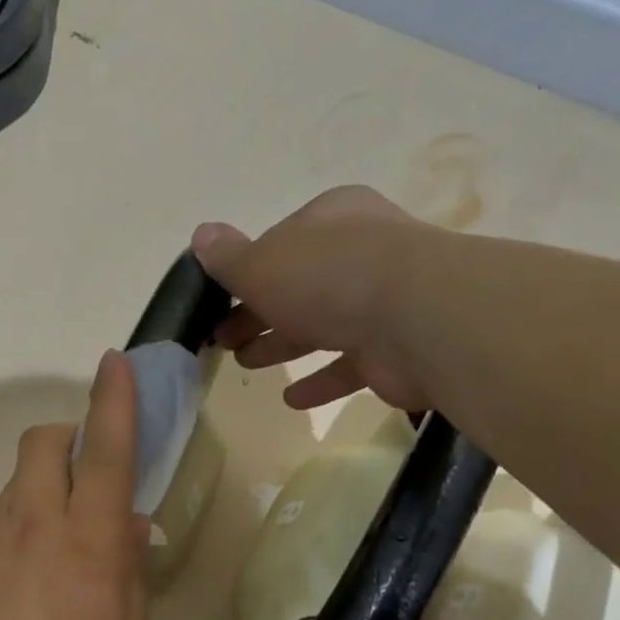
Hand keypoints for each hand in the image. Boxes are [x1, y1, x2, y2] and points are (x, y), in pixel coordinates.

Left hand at [0, 350, 149, 619]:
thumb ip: (130, 576)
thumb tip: (128, 527)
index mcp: (89, 541)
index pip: (105, 451)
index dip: (114, 401)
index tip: (116, 362)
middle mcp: (37, 523)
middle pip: (44, 440)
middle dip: (71, 435)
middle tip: (92, 474)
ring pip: (21, 476)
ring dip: (49, 480)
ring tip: (68, 537)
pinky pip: (5, 516)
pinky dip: (28, 519)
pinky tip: (37, 574)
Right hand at [192, 185, 432, 410]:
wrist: (419, 317)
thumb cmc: (329, 277)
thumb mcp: (261, 264)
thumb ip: (228, 257)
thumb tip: (200, 234)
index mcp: (331, 220)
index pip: (280, 242)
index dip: (247, 272)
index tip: (220, 299)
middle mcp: (361, 253)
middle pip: (298, 286)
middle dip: (258, 313)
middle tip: (225, 339)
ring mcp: (384, 301)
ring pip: (322, 324)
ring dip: (282, 345)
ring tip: (246, 364)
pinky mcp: (396, 348)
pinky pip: (350, 364)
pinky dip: (320, 380)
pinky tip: (292, 399)